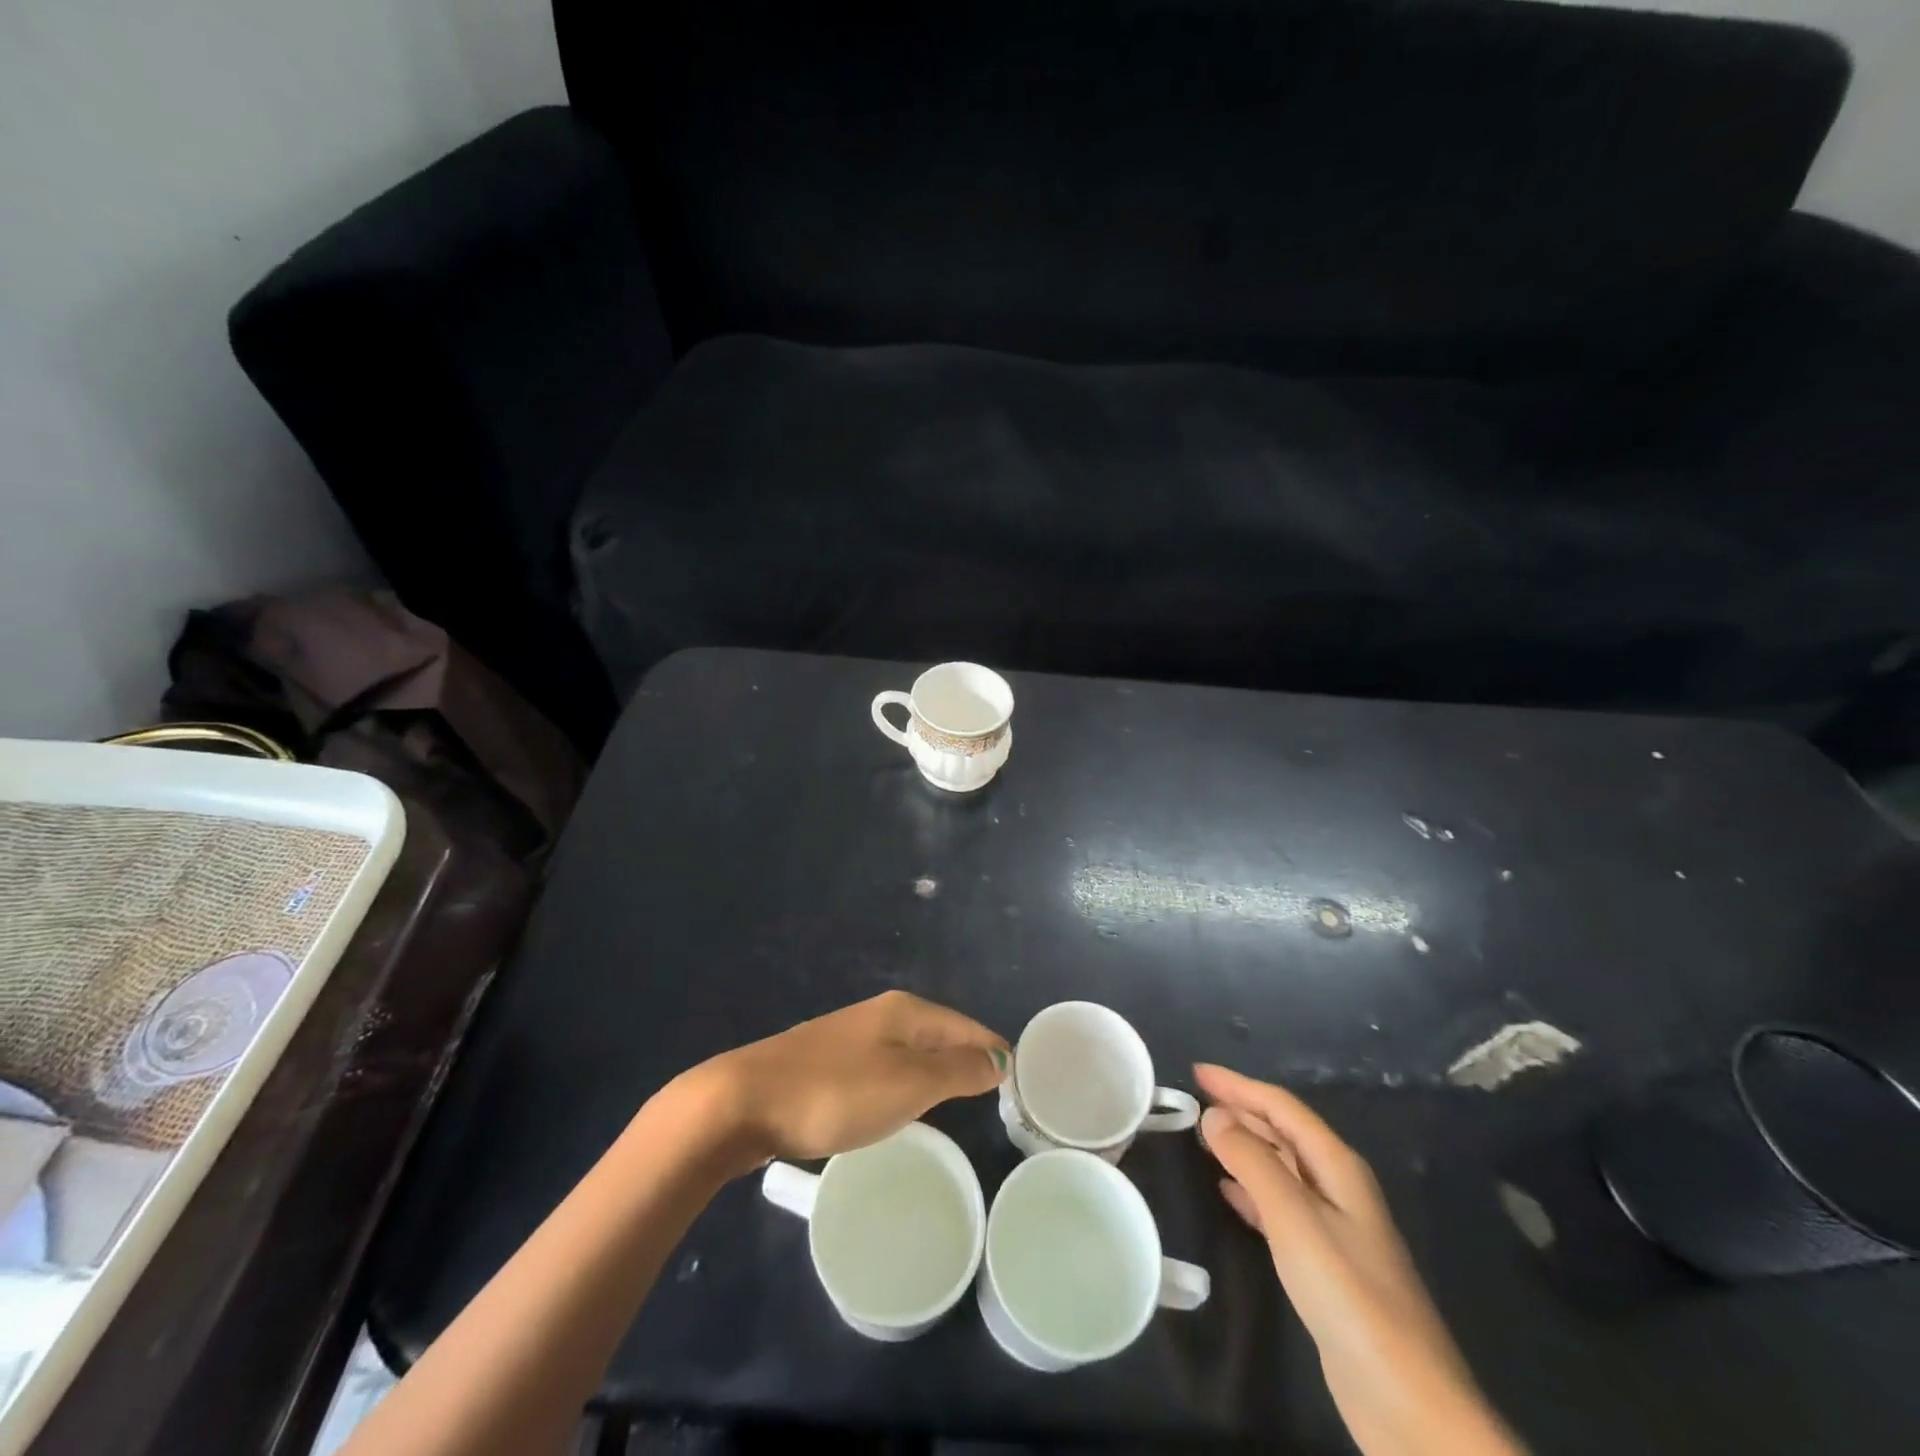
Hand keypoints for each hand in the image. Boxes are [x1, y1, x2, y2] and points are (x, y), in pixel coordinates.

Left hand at [693, 991, 1007, 1168]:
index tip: (1018, 1078)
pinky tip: (901, 1104)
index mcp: (905, 1012)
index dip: (992, 1049)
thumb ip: (956, 1071)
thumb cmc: (834, 1092)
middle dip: (967, 1057)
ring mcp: (850, 1037)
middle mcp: (880, 1015)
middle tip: (994, 1093)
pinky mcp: (827, 1063)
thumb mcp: (907, 1084)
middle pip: (939, 1033)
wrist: (742, 1101)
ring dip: (936, 1070)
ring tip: (957, 1100)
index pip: (965, 1025)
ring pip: (910, 1050)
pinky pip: (884, 1067)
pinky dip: (905, 1082)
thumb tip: (999, 1057)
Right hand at [1195, 1064, 1524, 1455]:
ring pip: (1279, 1167)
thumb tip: (1214, 1115)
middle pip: (1283, 1133)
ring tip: (1202, 1137)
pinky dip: (1250, 1188)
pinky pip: (1278, 1205)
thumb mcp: (1294, 1218)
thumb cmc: (1349, 1295)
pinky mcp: (1323, 1263)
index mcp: (1338, 1166)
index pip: (1282, 1108)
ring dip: (1242, 1147)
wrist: (1406, 1400)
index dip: (1239, 1086)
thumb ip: (1252, 1162)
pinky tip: (1226, 1190)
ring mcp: (1333, 1226)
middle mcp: (1337, 1187)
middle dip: (1240, 1111)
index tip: (1197, 1072)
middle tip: (1193, 1099)